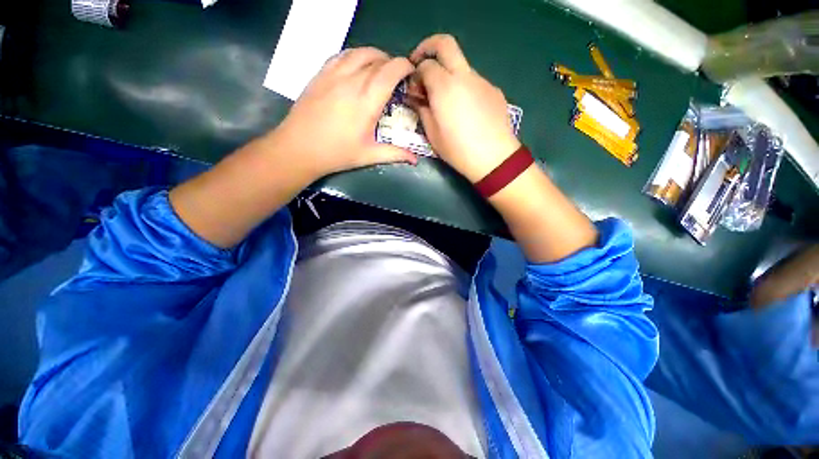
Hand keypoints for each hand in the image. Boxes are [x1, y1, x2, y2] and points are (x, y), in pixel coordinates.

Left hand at [271, 47, 417, 179]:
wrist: (299, 148)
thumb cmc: (337, 153)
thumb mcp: (369, 155)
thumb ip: (394, 154)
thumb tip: (415, 160)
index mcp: (367, 101)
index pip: (391, 71)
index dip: (404, 66)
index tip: (411, 73)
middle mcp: (352, 80)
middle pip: (377, 58)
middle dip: (392, 63)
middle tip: (397, 77)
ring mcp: (334, 74)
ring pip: (359, 52)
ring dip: (374, 56)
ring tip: (379, 69)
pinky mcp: (321, 74)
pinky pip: (342, 54)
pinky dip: (355, 55)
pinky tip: (357, 67)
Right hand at [408, 34, 520, 182]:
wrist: (494, 158)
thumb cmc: (458, 150)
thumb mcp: (432, 135)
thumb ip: (422, 110)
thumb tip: (417, 98)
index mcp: (445, 87)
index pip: (425, 65)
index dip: (416, 73)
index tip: (414, 88)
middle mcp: (464, 76)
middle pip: (445, 44)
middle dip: (428, 47)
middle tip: (421, 63)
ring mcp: (482, 80)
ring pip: (461, 65)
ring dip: (448, 74)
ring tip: (447, 101)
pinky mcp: (494, 90)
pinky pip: (474, 81)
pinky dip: (464, 87)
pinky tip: (466, 110)